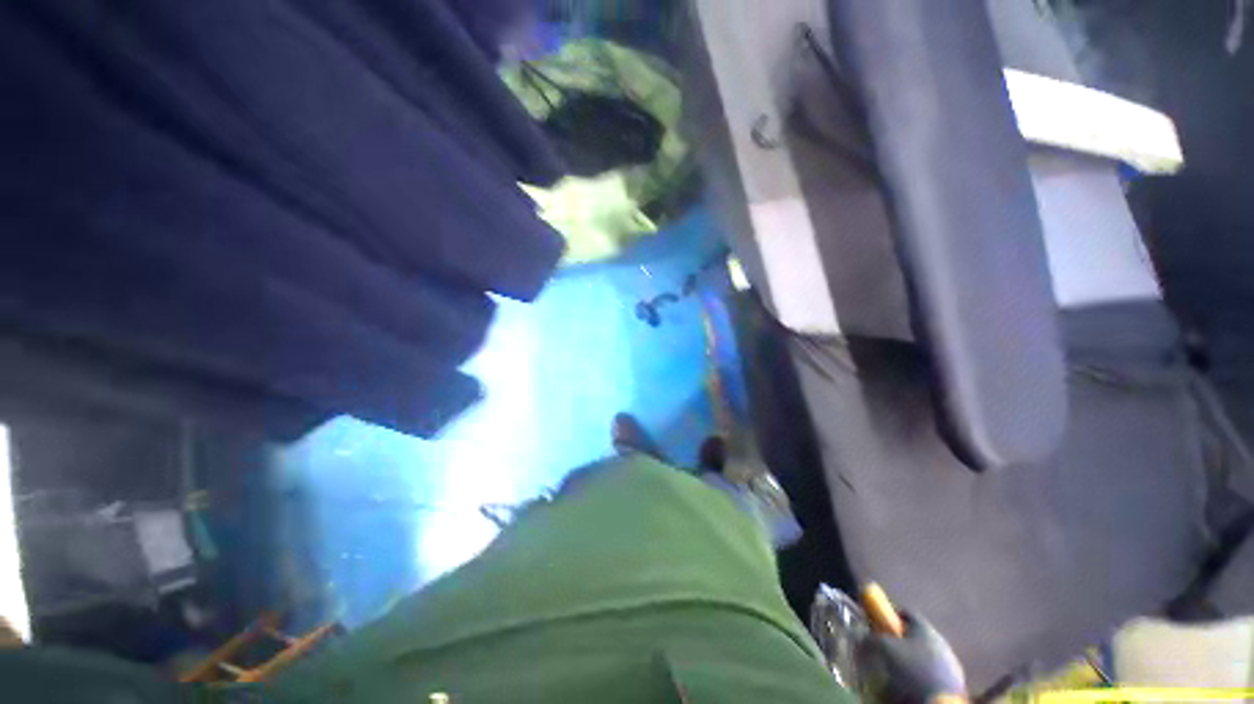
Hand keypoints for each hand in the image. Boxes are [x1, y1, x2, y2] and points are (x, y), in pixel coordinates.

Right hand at [856, 612, 966, 703]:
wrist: (939, 702)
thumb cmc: (911, 669)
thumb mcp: (883, 648)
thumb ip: (869, 637)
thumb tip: (858, 634)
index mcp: (926, 628)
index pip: (905, 613)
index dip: (888, 616)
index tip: (875, 624)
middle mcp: (940, 642)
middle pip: (914, 636)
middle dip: (897, 642)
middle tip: (882, 650)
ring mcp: (949, 664)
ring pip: (922, 655)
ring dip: (908, 660)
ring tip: (893, 671)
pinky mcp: (952, 684)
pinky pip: (929, 673)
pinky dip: (917, 675)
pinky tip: (907, 685)